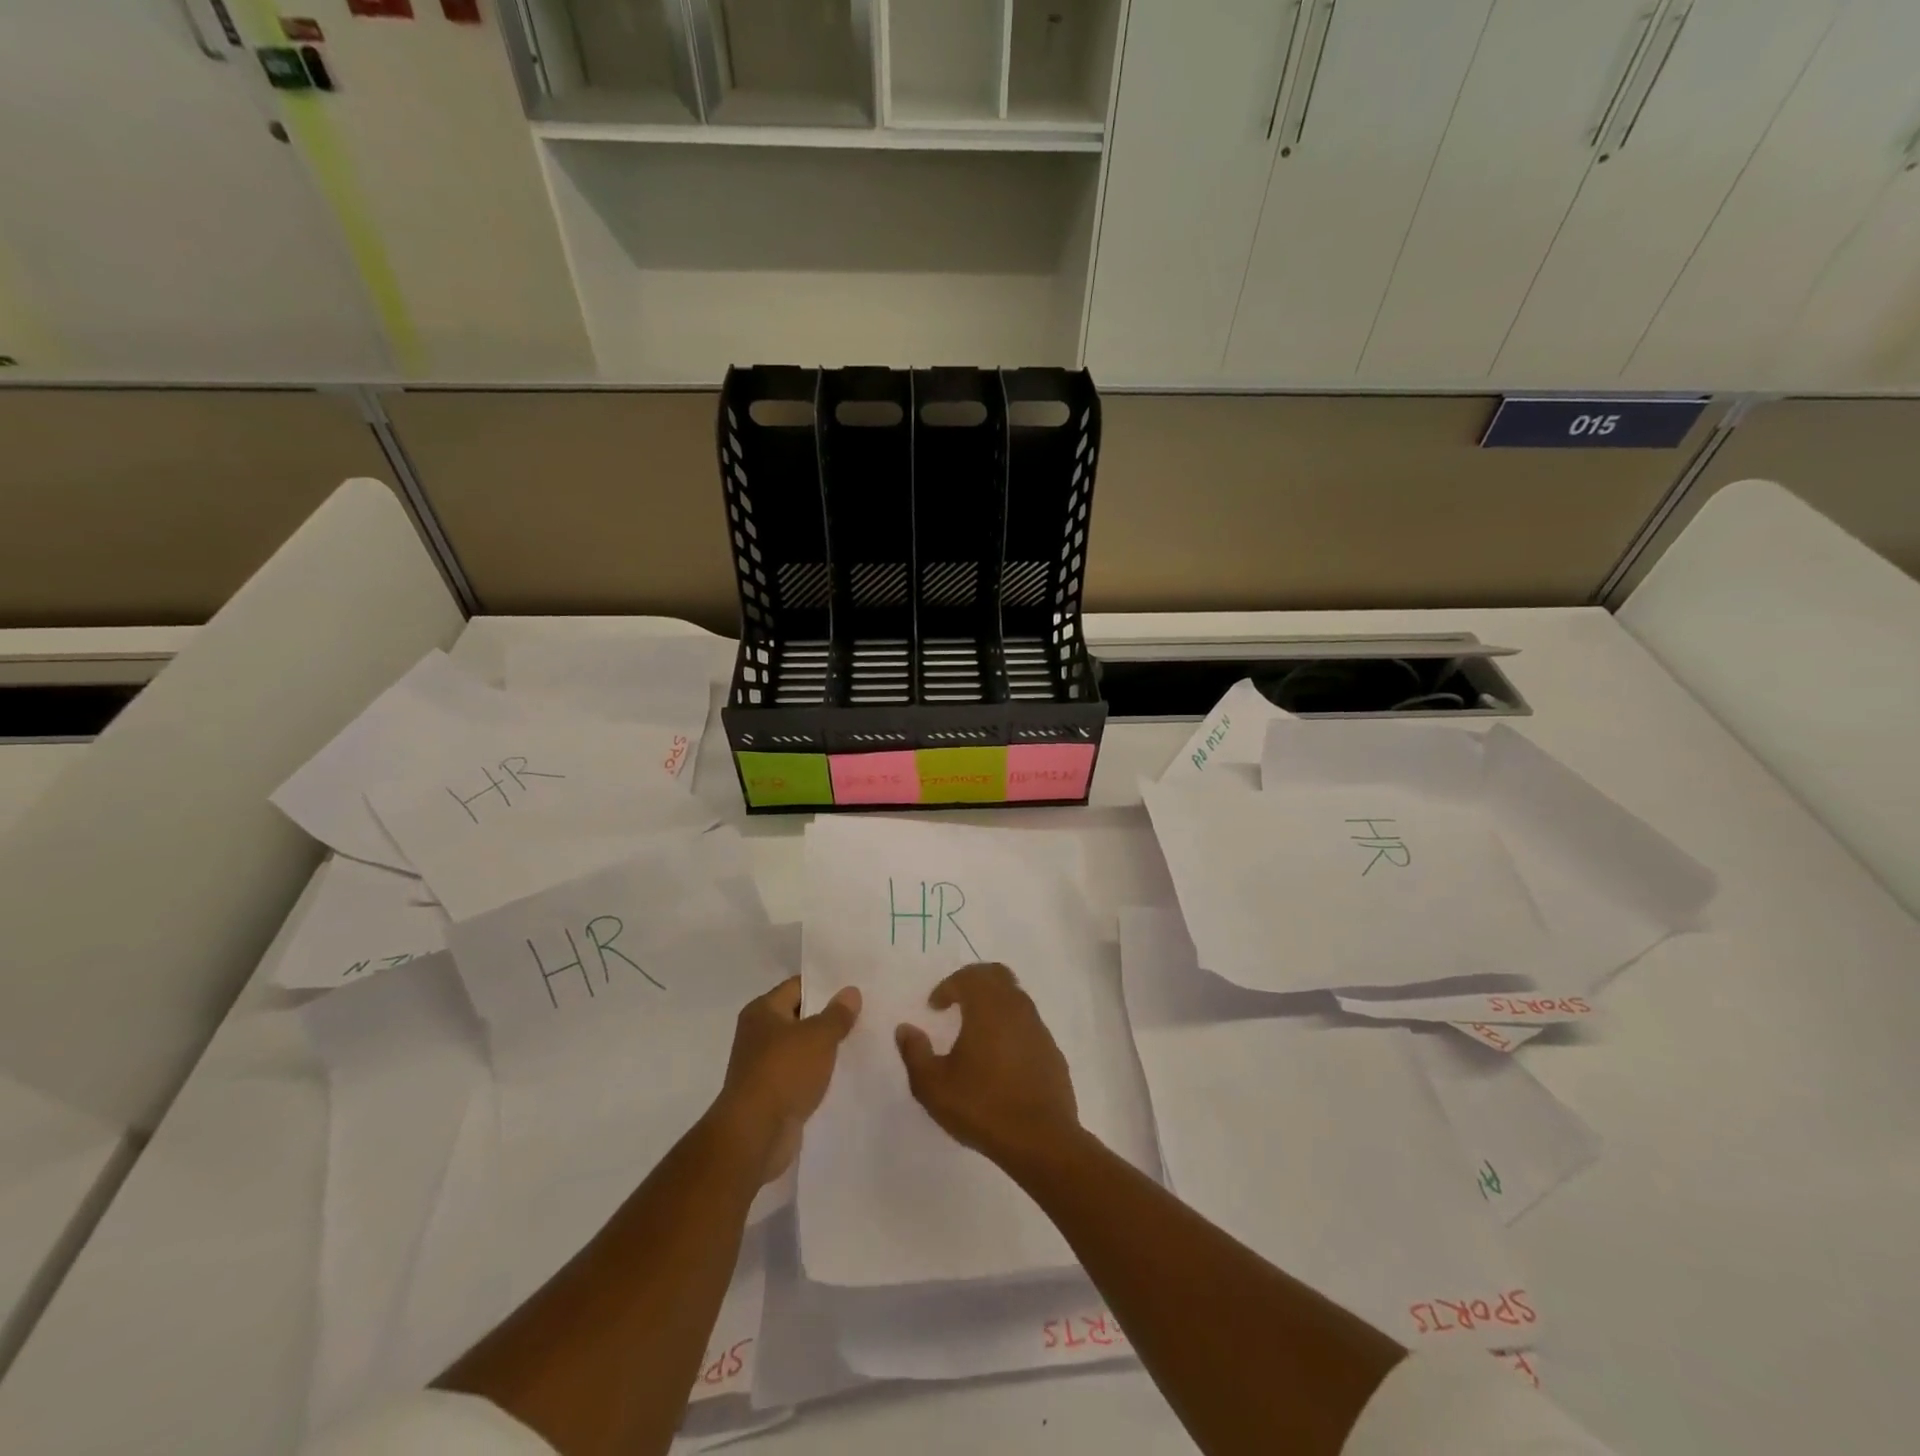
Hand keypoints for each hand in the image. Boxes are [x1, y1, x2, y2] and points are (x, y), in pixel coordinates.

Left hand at [713, 976, 859, 1183]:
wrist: (755, 1136)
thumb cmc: (784, 1073)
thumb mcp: (818, 1037)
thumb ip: (837, 1014)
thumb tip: (850, 991)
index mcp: (762, 1011)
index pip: (798, 986)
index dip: (825, 985)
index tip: (854, 987)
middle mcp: (758, 1034)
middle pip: (799, 1017)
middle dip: (828, 1017)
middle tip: (864, 1012)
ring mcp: (763, 1066)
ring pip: (802, 1048)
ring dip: (825, 1048)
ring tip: (860, 1041)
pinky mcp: (772, 1094)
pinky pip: (800, 1075)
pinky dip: (818, 1074)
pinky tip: (844, 1073)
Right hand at [895, 962, 1079, 1169]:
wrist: (1042, 1140)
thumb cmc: (982, 1106)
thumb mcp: (934, 1086)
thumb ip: (915, 1053)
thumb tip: (905, 1029)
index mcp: (988, 1007)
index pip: (968, 977)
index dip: (948, 986)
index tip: (934, 1007)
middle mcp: (1016, 1008)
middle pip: (997, 975)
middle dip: (974, 981)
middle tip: (956, 1000)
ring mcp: (1038, 1028)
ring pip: (1015, 997)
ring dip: (994, 1003)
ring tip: (976, 1029)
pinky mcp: (1052, 1051)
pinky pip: (1028, 1024)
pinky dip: (1011, 1026)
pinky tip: (1000, 1056)